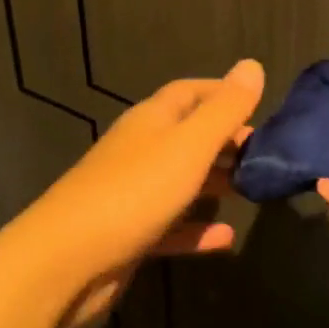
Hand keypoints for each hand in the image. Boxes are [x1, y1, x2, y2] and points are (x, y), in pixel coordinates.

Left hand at [12, 59, 264, 327]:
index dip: (223, 93)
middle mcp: (141, 150)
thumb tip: (252, 65)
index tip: (259, 106)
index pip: (191, 92)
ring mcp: (133, 194)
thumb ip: (225, 109)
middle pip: (189, 136)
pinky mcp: (130, 235)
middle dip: (226, 141)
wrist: (64, 262)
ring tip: (252, 190)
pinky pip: (172, 226)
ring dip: (215, 183)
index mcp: (152, 120)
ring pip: (182, 181)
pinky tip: (226, 237)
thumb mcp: (189, 145)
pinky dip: (198, 229)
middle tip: (265, 155)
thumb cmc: (134, 192)